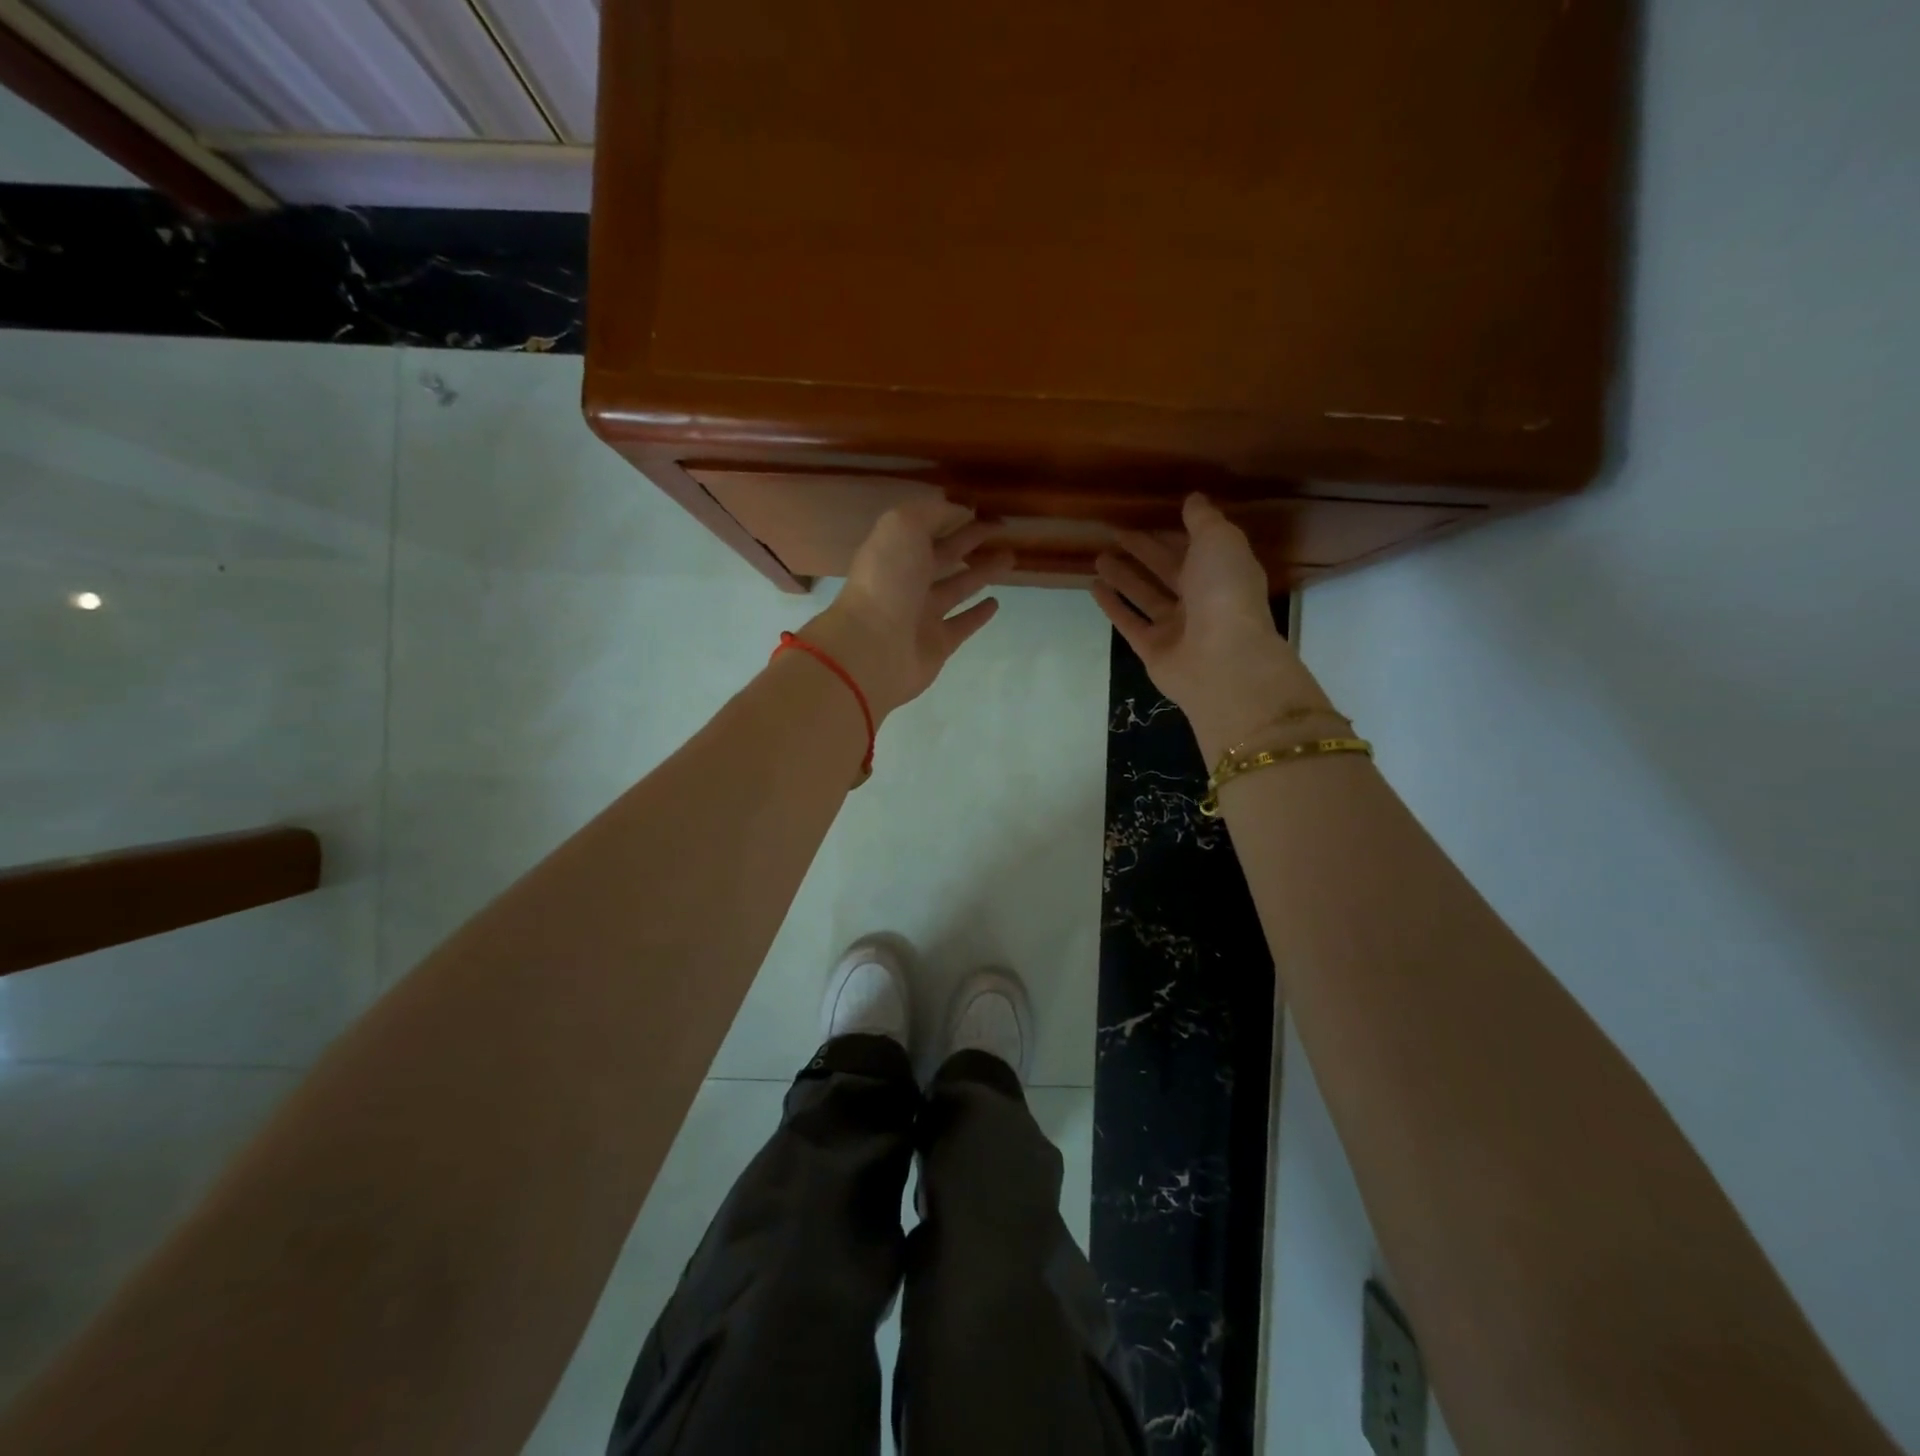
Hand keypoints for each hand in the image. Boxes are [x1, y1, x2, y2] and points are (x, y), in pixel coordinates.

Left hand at [800, 499, 1013, 721]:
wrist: (873, 648)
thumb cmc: (887, 581)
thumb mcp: (903, 527)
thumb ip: (932, 513)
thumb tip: (959, 509)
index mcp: (895, 551)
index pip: (928, 527)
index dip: (954, 515)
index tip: (984, 508)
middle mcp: (907, 581)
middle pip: (944, 555)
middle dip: (970, 541)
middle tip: (1003, 530)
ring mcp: (922, 615)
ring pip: (957, 588)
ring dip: (981, 573)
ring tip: (1009, 559)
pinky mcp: (938, 644)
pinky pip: (962, 624)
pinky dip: (978, 614)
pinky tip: (996, 603)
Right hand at [1092, 494, 1331, 759]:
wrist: (1222, 660)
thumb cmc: (1225, 592)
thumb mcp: (1219, 541)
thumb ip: (1203, 520)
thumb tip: (1193, 499)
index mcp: (1223, 573)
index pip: (1194, 548)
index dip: (1172, 533)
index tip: (1146, 516)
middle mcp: (1201, 600)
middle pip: (1167, 571)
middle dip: (1144, 552)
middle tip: (1115, 533)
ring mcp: (1176, 628)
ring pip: (1146, 596)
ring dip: (1123, 577)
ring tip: (1098, 558)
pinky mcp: (1152, 650)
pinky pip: (1130, 623)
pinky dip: (1113, 606)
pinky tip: (1093, 587)